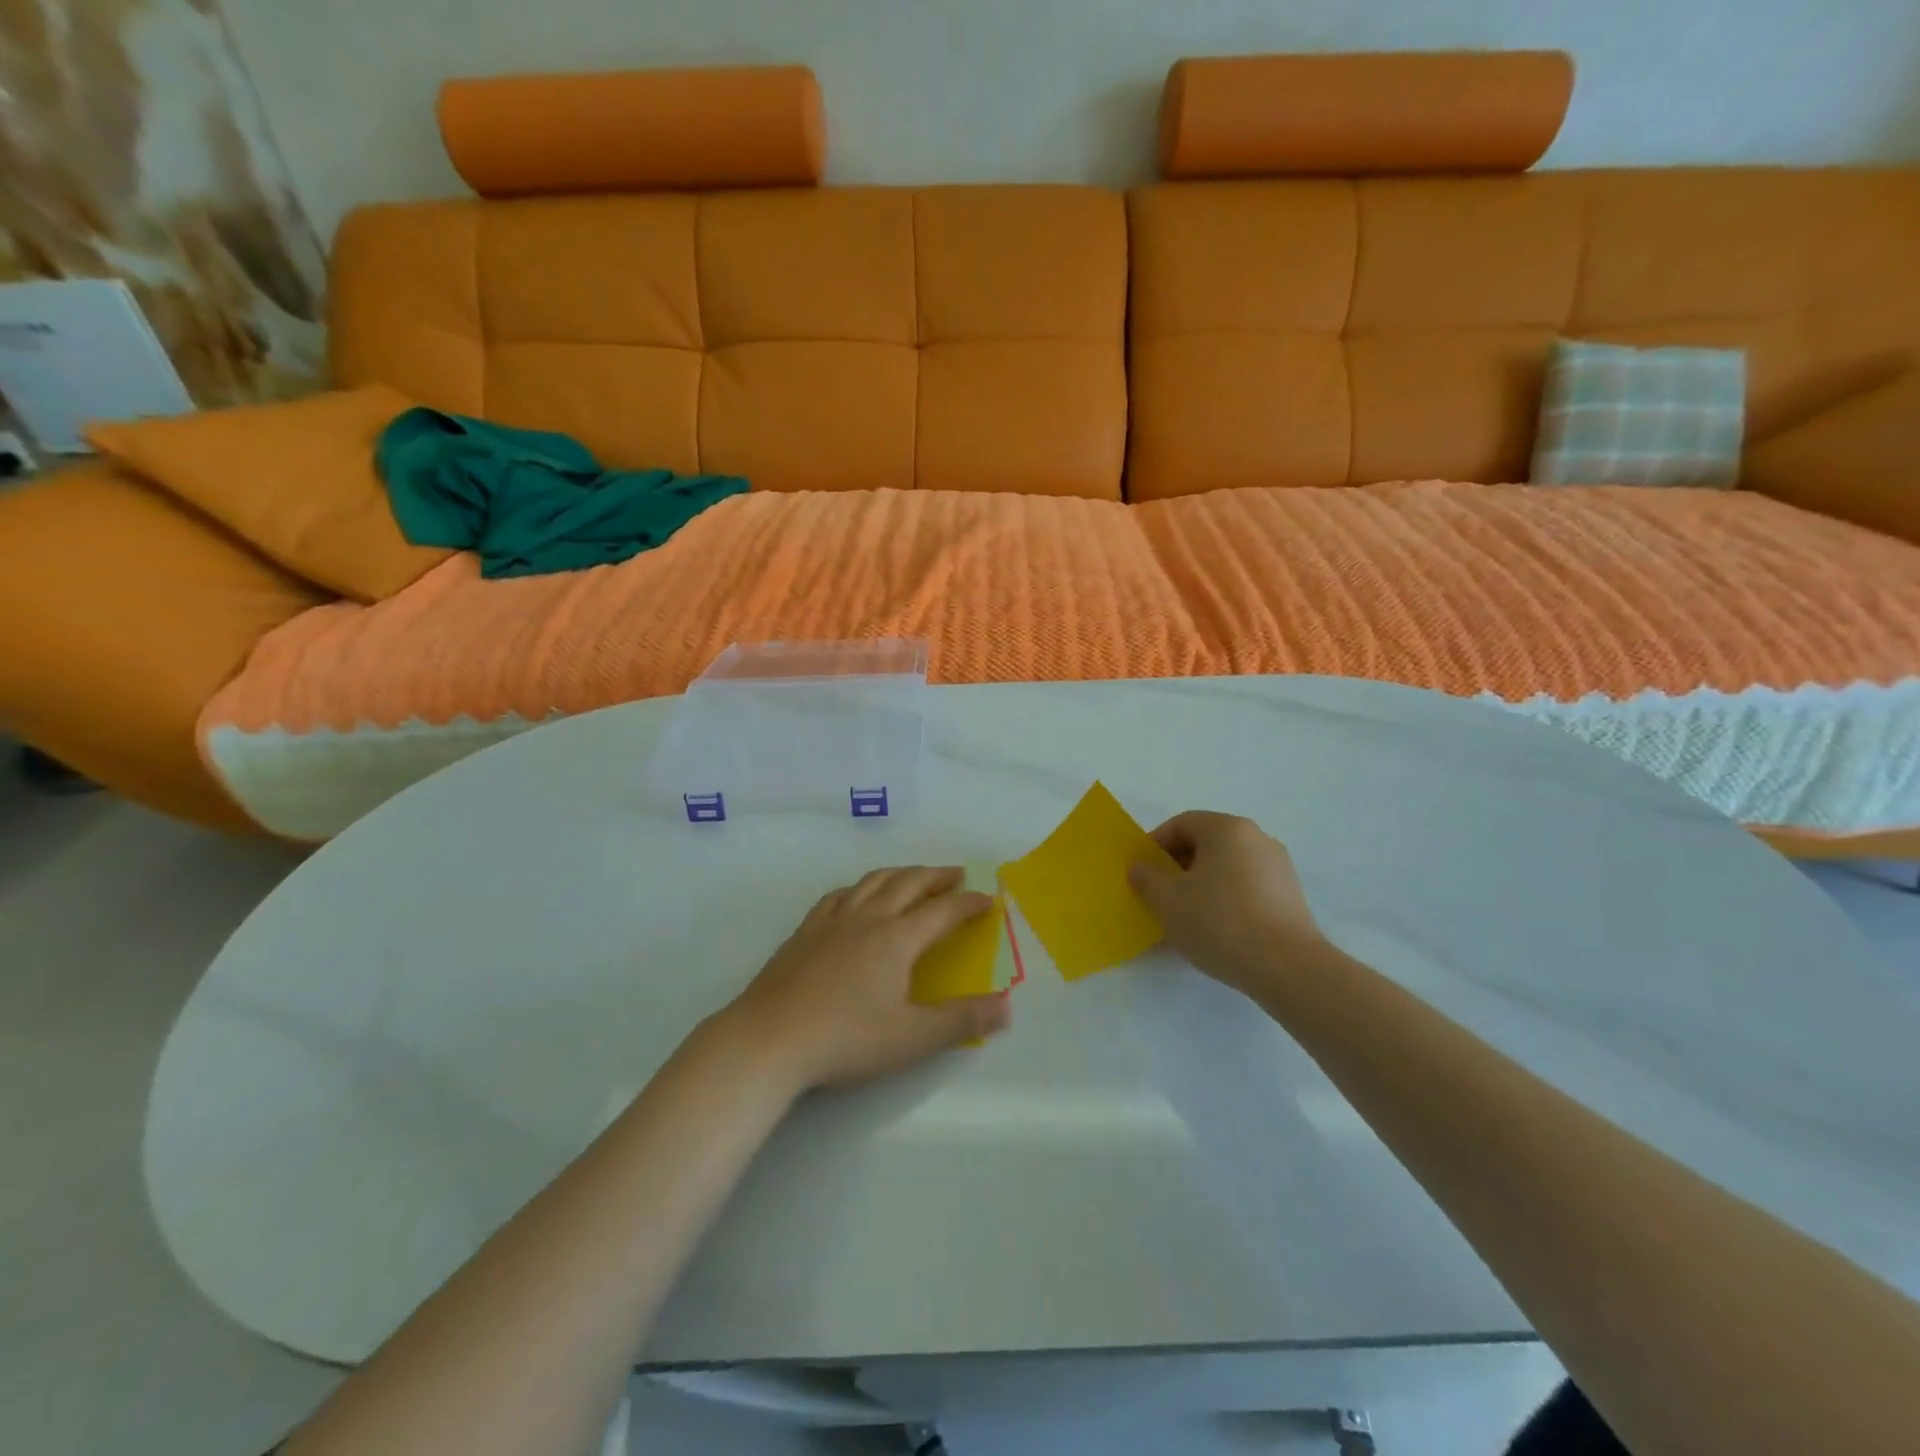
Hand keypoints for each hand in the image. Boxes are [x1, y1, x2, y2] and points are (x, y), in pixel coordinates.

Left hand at [722, 867, 1011, 1092]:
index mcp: (897, 938)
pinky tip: (857, 897)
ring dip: (900, 873)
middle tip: (955, 874)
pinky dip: (861, 887)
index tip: (988, 899)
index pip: (943, 911)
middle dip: (936, 876)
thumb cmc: (847, 1038)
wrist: (770, 1038)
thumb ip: (962, 1021)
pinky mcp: (805, 931)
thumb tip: (1007, 1007)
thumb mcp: (913, 1037)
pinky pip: (840, 895)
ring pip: (873, 881)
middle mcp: (868, 918)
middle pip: (908, 883)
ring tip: (913, 876)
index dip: (969, 903)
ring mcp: (832, 920)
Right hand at [1127, 812, 1327, 995]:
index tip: (1142, 872)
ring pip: (1226, 867)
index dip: (1155, 844)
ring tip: (1186, 917)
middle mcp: (1257, 838)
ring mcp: (1278, 868)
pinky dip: (1225, 899)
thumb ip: (1146, 878)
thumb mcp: (1167, 900)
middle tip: (1159, 895)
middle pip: (1206, 843)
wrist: (1288, 968)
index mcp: (1227, 829)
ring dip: (1201, 885)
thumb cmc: (1220, 922)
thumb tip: (1141, 868)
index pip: (1181, 824)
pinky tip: (1216, 929)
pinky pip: (1246, 888)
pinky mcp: (1290, 896)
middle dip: (1177, 866)